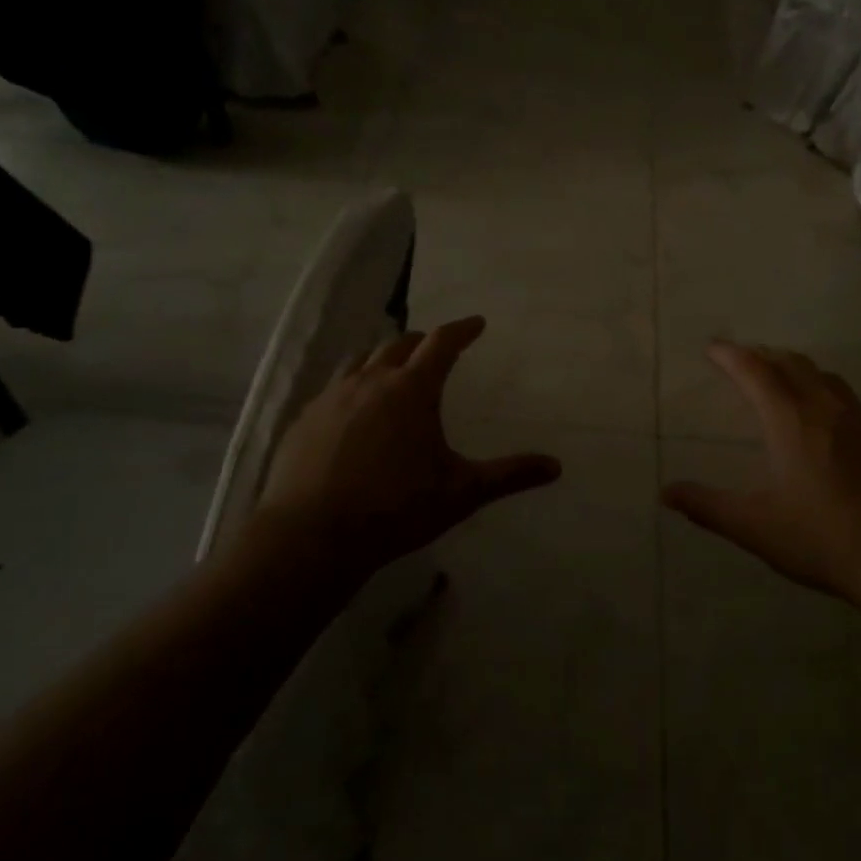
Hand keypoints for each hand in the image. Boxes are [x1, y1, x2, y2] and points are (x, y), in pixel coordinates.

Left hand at [249, 317, 561, 587]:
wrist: (312, 536)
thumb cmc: (396, 508)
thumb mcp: (462, 492)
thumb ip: (510, 475)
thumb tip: (556, 467)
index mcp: (412, 390)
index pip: (442, 343)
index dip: (462, 330)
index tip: (476, 323)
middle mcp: (371, 382)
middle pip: (398, 344)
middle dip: (422, 342)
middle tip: (435, 348)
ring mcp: (332, 398)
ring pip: (360, 361)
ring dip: (383, 359)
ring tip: (392, 372)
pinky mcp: (304, 421)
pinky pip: (333, 390)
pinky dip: (352, 388)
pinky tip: (353, 414)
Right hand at [662, 342, 860, 607]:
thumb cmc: (823, 539)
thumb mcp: (756, 527)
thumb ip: (708, 506)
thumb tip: (666, 492)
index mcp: (791, 421)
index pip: (756, 371)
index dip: (731, 355)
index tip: (713, 347)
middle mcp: (828, 408)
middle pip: (793, 364)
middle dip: (764, 355)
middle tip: (744, 360)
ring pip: (827, 378)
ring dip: (799, 370)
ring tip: (784, 379)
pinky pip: (853, 402)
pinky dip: (829, 395)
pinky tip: (832, 422)